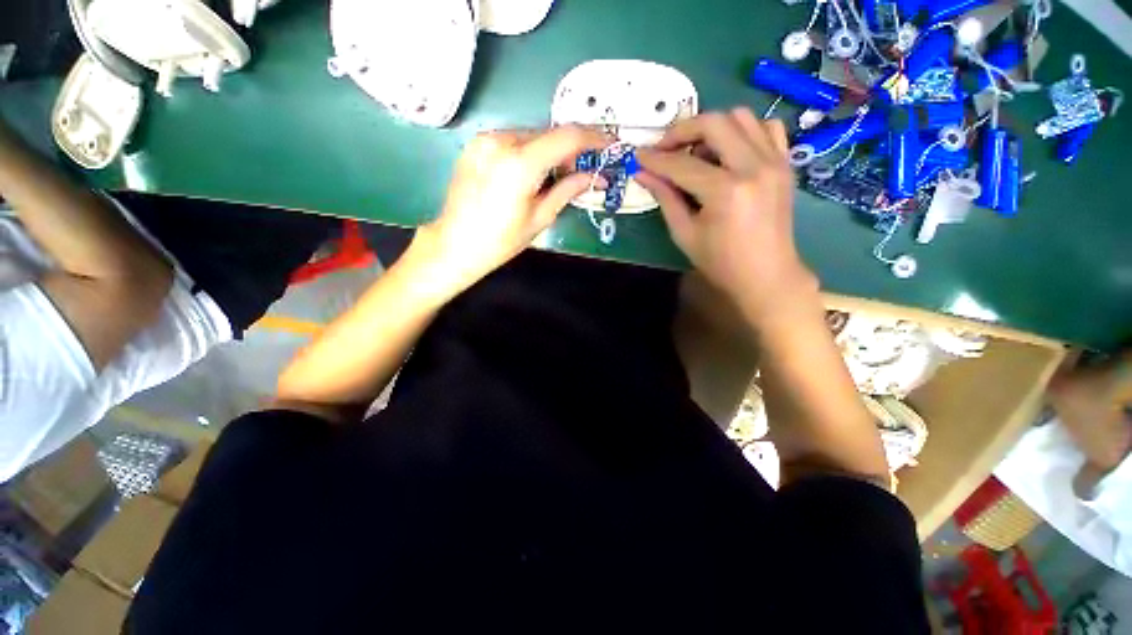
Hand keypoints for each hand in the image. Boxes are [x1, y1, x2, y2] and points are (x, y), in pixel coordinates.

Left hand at [412, 126, 606, 291]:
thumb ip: (568, 190)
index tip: (610, 146)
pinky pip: (513, 140)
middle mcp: (501, 140)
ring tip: (560, 175)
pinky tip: (534, 173)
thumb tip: (593, 176)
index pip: (567, 137)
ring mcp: (485, 139)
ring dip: (551, 151)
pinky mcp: (476, 144)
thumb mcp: (540, 218)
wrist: (454, 244)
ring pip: (532, 136)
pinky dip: (531, 151)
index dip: (594, 139)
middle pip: (549, 134)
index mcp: (520, 163)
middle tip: (586, 168)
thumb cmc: (500, 241)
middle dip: (572, 149)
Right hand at [636, 108, 816, 326]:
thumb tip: (643, 174)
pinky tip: (728, 151)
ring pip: (741, 117)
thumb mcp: (685, 233)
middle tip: (665, 148)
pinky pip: (766, 127)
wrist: (766, 275)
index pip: (682, 165)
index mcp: (726, 191)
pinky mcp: (785, 163)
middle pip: (714, 123)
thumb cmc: (720, 262)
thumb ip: (665, 198)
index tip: (638, 156)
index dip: (656, 159)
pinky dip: (743, 130)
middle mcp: (754, 166)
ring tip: (696, 152)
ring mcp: (775, 161)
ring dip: (713, 128)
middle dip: (682, 131)